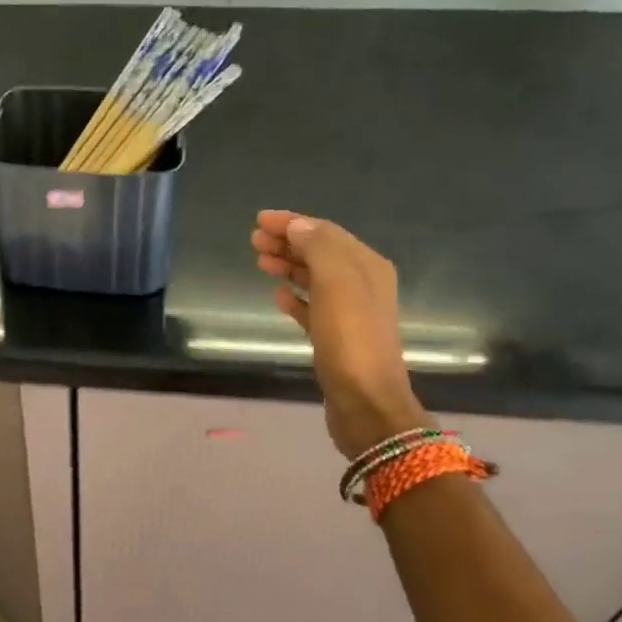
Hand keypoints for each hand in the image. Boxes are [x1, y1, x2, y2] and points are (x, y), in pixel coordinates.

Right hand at [251, 210, 428, 458]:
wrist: (366, 402)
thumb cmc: (350, 340)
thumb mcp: (336, 284)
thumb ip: (318, 249)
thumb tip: (298, 226)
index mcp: (367, 267)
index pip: (326, 233)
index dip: (293, 222)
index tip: (259, 219)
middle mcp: (362, 285)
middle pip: (320, 253)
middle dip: (288, 242)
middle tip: (254, 240)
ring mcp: (350, 313)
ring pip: (314, 279)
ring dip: (288, 266)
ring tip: (260, 261)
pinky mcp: (336, 339)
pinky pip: (312, 309)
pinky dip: (295, 298)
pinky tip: (277, 296)